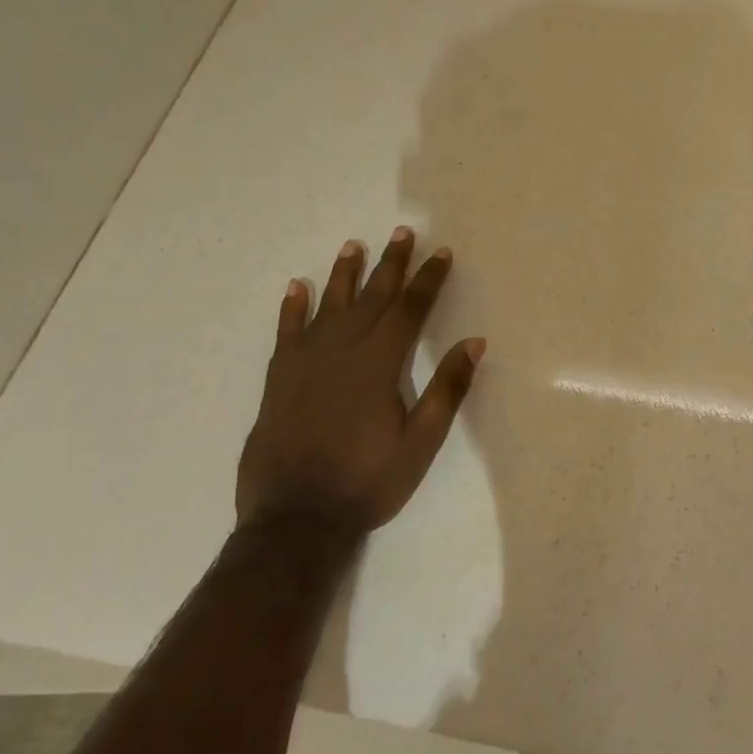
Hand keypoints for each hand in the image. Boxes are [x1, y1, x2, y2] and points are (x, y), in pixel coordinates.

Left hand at [235, 227, 483, 536]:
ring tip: (353, 246)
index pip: (408, 312)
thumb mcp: (421, 442)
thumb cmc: (368, 482)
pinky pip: (286, 334)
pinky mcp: (278, 381)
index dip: (427, 281)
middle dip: (390, 265)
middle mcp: (339, 355)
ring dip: (343, 276)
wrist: (296, 519)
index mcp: (377, 368)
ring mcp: (304, 366)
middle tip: (402, 233)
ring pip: (327, 308)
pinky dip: (292, 309)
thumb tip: (474, 343)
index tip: (441, 253)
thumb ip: (446, 390)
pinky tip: (297, 288)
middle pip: (369, 299)